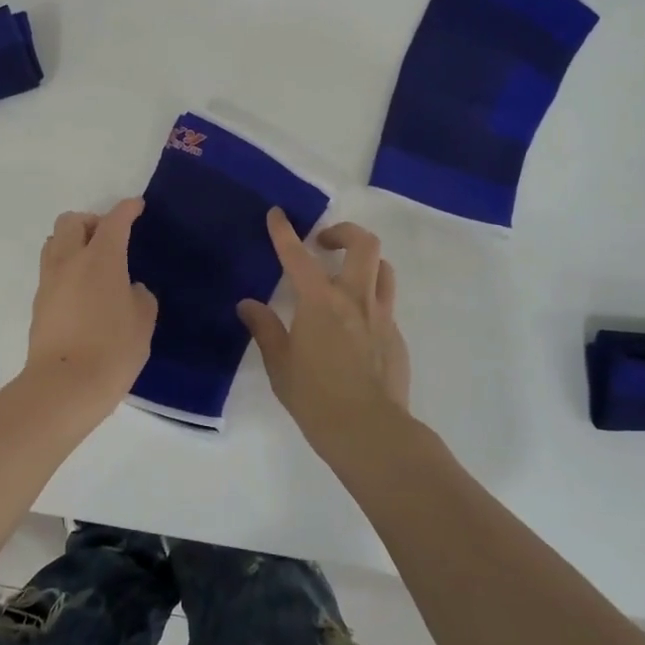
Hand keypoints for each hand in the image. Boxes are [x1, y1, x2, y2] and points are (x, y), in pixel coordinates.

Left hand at [24, 198, 157, 410]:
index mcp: (100, 258)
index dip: (127, 209)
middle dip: (91, 221)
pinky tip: (82, 290)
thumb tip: (129, 290)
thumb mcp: (143, 321)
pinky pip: (51, 270)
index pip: (114, 221)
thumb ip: (139, 296)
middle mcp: (69, 260)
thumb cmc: (112, 350)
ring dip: (73, 242)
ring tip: (92, 262)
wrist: (64, 387)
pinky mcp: (38, 303)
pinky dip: (66, 268)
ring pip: (55, 242)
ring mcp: (49, 281)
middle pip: (72, 221)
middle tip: (109, 238)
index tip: (136, 206)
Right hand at [238, 211, 411, 451]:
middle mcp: (355, 299)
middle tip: (323, 243)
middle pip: (363, 244)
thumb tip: (248, 305)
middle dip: (343, 232)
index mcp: (320, 302)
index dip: (284, 231)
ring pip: (382, 268)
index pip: (298, 256)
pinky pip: (385, 303)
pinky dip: (369, 299)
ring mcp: (381, 316)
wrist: (370, 431)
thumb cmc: (316, 398)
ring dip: (364, 261)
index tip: (277, 213)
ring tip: (344, 275)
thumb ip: (265, 329)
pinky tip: (354, 325)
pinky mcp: (396, 336)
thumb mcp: (280, 365)